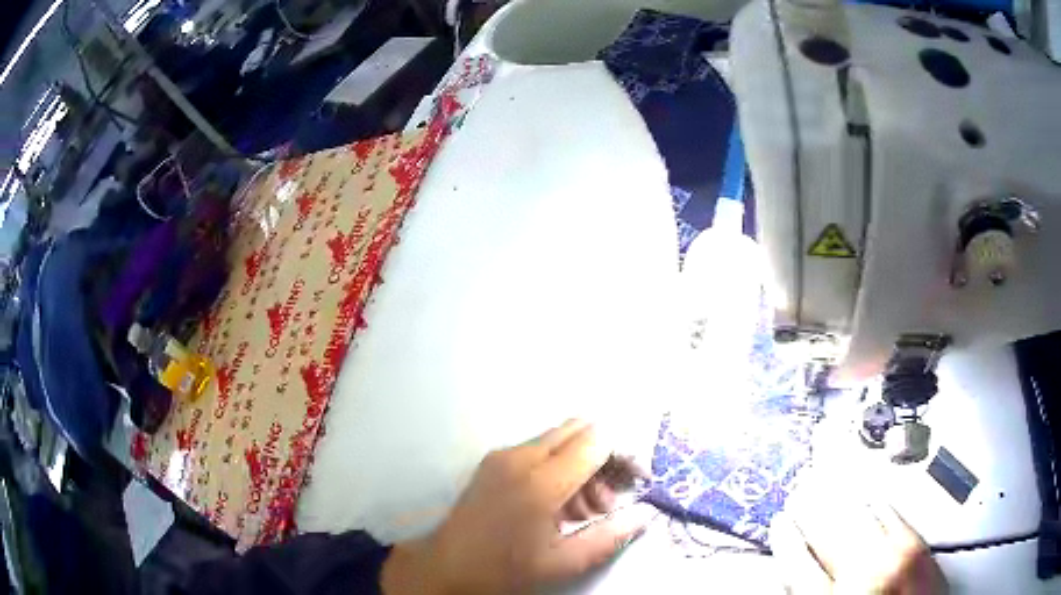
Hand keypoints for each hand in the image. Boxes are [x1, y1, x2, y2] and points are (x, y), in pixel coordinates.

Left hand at [381, 420, 655, 594]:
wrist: (446, 568)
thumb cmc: (504, 570)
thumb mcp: (563, 563)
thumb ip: (609, 537)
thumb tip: (645, 514)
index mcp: (539, 483)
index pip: (596, 440)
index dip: (623, 454)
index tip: (635, 480)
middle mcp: (520, 457)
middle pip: (579, 430)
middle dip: (604, 457)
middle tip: (609, 498)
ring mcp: (502, 455)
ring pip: (560, 440)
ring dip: (582, 465)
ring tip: (586, 510)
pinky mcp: (493, 461)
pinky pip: (538, 451)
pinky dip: (560, 468)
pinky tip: (560, 505)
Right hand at [771, 492, 947, 593]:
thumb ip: (814, 593)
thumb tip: (797, 572)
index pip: (798, 564)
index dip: (786, 540)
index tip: (781, 522)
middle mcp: (862, 577)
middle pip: (828, 533)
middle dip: (812, 508)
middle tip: (800, 489)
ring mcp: (895, 559)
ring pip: (861, 517)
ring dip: (843, 498)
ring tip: (830, 480)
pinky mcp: (920, 548)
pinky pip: (894, 516)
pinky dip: (879, 504)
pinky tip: (872, 495)